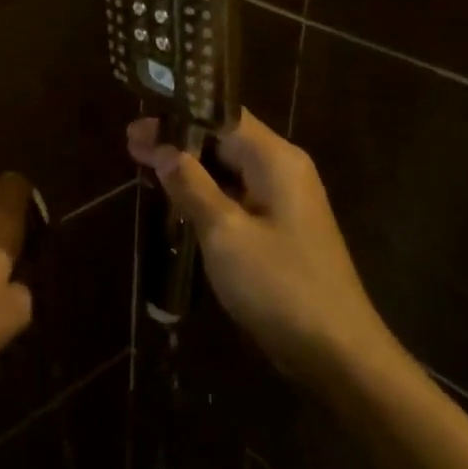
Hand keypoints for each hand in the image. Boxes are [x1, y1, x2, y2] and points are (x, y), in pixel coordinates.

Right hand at [128, 111, 395, 381]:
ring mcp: (284, 200)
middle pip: (225, 139)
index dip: (177, 116)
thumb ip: (192, 186)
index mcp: (276, 160)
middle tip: (130, 144)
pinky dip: (205, 191)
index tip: (136, 126)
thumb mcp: (225, 233)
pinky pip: (236, 195)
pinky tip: (175, 199)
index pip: (222, 116)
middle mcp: (283, 170)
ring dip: (189, 166)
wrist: (337, 352)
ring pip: (229, 168)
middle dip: (178, 139)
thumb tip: (163, 149)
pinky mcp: (279, 227)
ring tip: (143, 165)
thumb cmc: (280, 286)